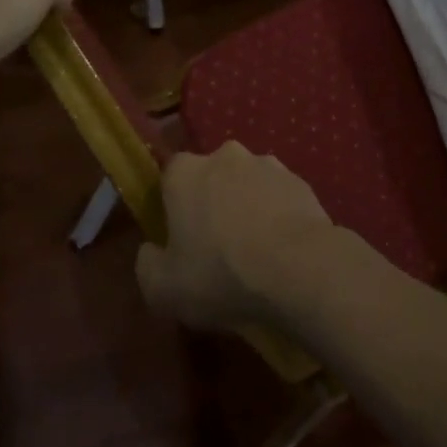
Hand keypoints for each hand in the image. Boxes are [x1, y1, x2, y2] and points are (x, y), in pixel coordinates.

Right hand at [136, 143, 337, 331]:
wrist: (298, 267)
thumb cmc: (221, 274)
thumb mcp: (163, 289)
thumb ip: (147, 265)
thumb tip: (151, 251)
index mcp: (185, 173)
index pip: (170, 176)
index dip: (173, 205)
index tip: (180, 236)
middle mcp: (225, 156)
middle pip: (211, 176)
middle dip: (212, 202)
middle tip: (217, 245)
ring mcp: (267, 164)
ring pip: (247, 184)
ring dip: (247, 206)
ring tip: (255, 249)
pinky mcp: (300, 180)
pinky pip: (279, 196)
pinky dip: (277, 214)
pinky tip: (281, 248)